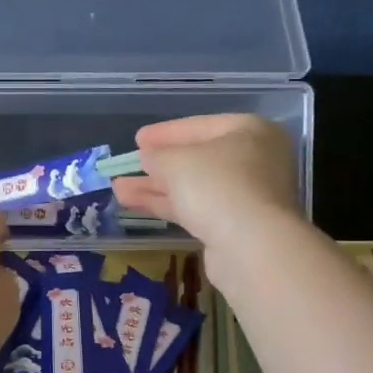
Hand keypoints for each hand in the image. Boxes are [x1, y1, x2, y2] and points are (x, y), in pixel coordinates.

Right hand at [110, 114, 299, 246]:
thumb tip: (147, 157)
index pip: (199, 126)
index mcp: (249, 131)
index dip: (164, 133)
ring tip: (118, 189)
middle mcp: (254, 160)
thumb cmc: (217, 186)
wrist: (251, 246)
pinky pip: (196, 209)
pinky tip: (135, 205)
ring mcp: (246, 196)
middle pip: (198, 159)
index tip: (137, 139)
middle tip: (128, 165)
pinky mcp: (235, 226)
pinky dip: (168, 205)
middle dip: (158, 165)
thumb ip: (157, 155)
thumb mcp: (177, 162)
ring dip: (156, 188)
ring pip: (193, 187)